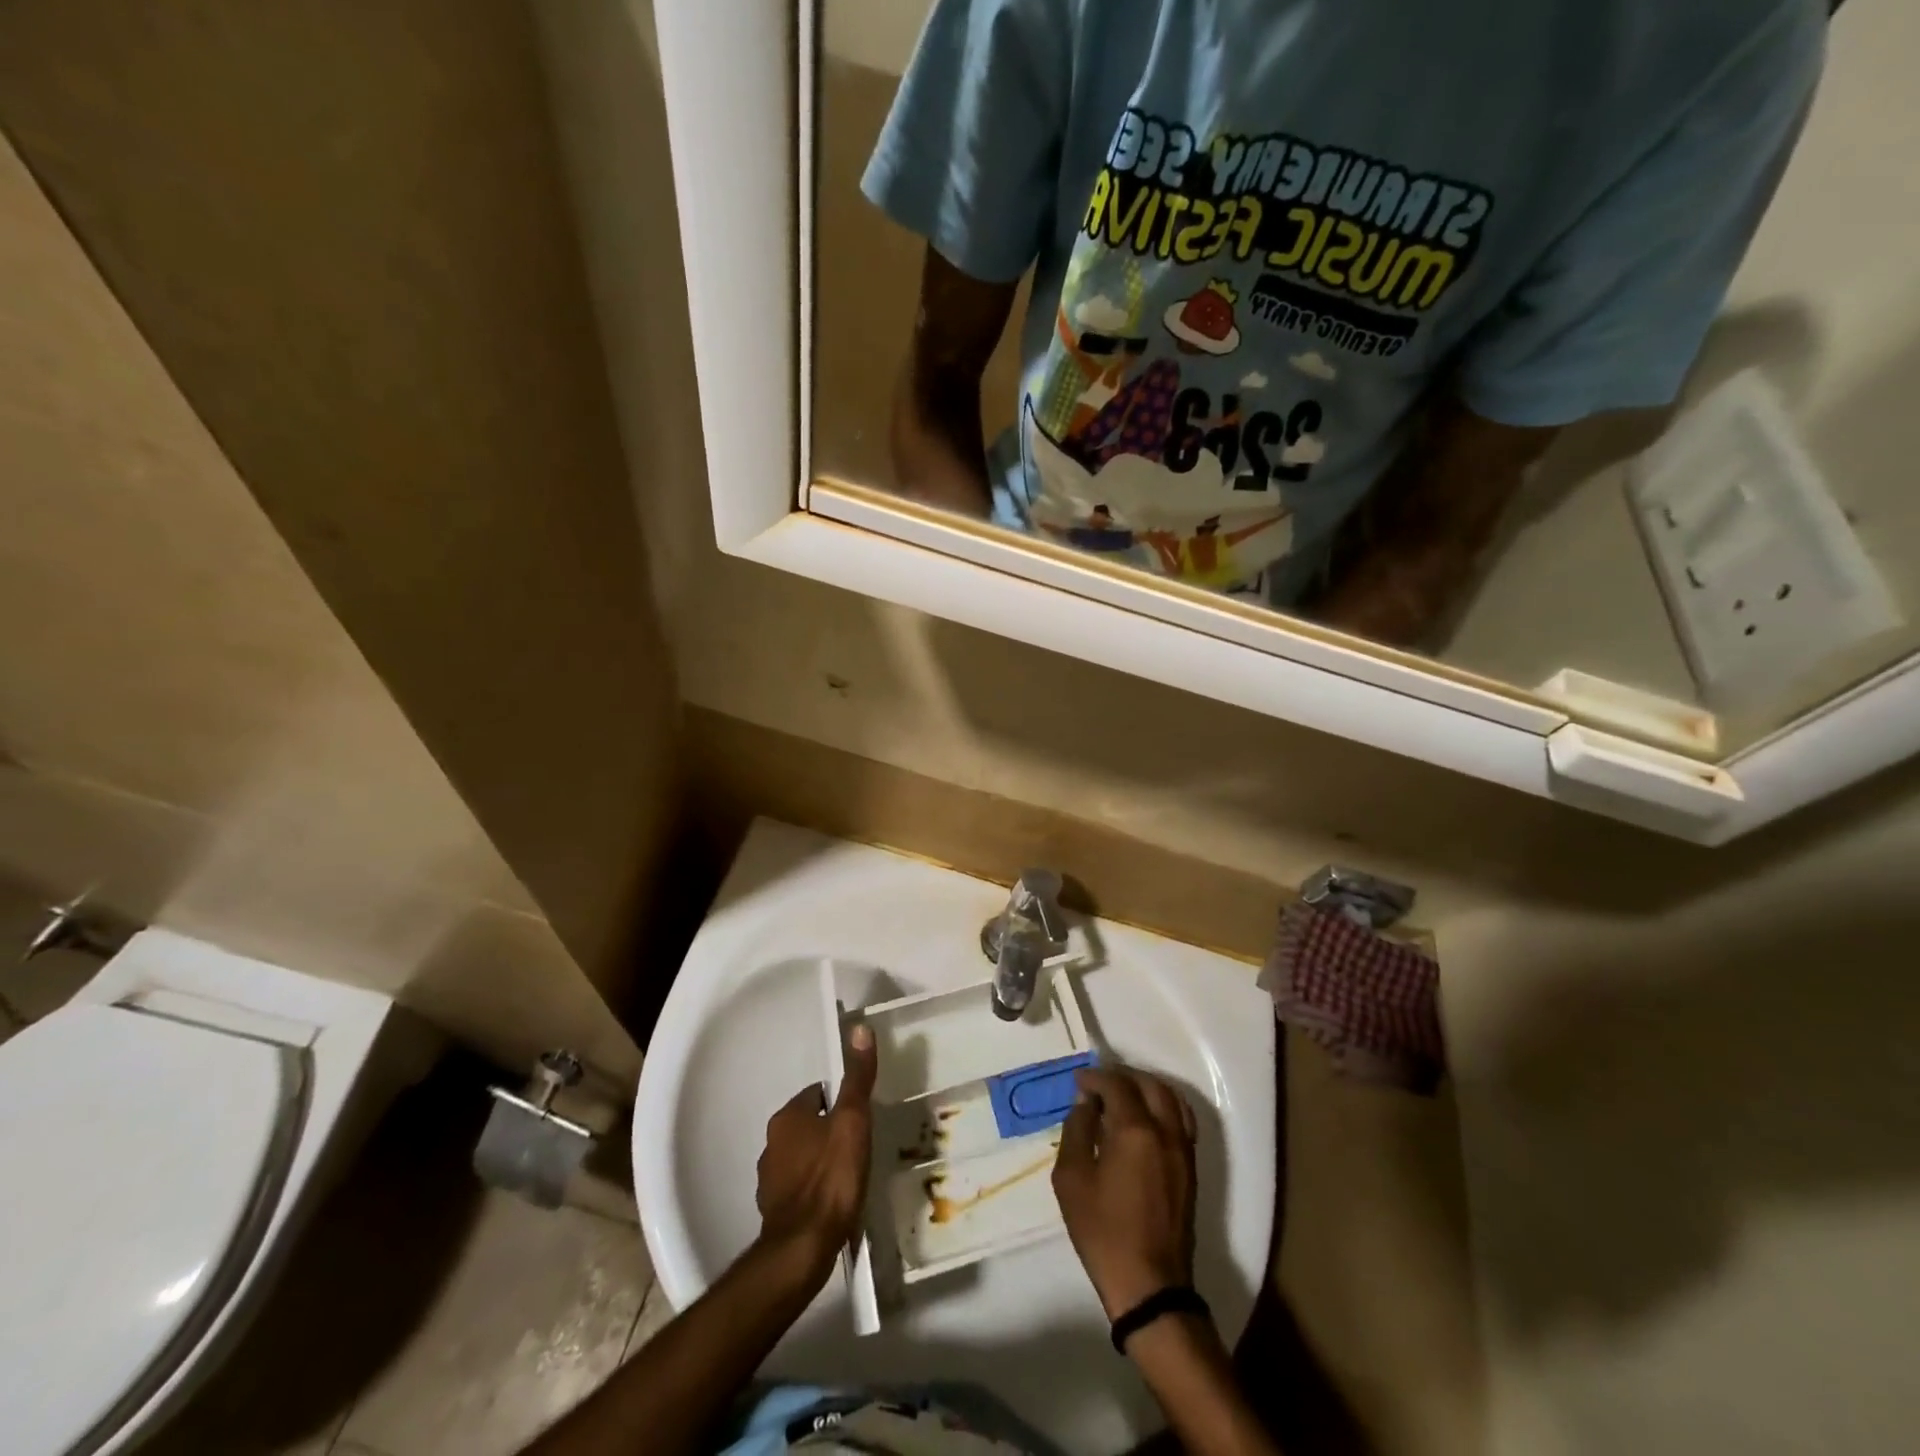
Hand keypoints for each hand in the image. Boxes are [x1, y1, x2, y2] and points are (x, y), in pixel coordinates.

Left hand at [755, 1023, 877, 1282]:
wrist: (803, 1249)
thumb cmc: (831, 1178)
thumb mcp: (853, 1121)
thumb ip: (857, 1078)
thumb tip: (860, 1028)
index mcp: (787, 1117)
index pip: (817, 1094)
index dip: (841, 1102)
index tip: (861, 1116)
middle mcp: (771, 1143)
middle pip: (808, 1125)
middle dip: (831, 1131)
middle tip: (860, 1145)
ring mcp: (769, 1179)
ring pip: (802, 1157)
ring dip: (821, 1161)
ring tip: (850, 1175)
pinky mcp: (774, 1211)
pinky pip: (799, 1189)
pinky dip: (814, 1190)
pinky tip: (834, 1203)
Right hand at [1052, 1065, 1198, 1320]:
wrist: (1149, 1284)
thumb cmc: (1103, 1231)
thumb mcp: (1072, 1178)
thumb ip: (1077, 1130)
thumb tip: (1086, 1102)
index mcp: (1134, 1130)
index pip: (1117, 1085)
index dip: (1096, 1077)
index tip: (1079, 1082)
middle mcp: (1165, 1131)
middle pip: (1149, 1084)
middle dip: (1122, 1077)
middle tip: (1099, 1085)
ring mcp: (1183, 1149)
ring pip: (1171, 1098)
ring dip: (1146, 1087)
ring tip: (1123, 1096)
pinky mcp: (1191, 1167)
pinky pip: (1182, 1119)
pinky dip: (1164, 1105)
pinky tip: (1146, 1118)